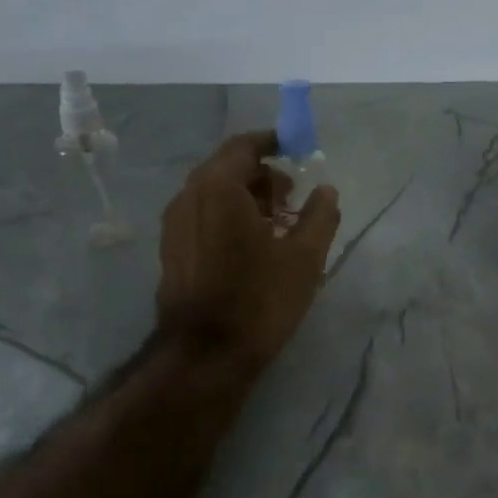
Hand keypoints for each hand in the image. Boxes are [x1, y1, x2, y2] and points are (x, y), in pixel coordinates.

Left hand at [155, 132, 340, 376]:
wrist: (205, 355)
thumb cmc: (259, 299)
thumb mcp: (305, 258)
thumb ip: (320, 216)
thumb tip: (326, 191)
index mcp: (219, 188)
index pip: (243, 146)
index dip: (272, 142)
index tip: (296, 149)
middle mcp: (189, 196)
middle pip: (227, 167)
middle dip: (262, 174)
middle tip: (292, 196)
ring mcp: (175, 224)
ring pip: (213, 192)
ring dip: (245, 196)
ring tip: (276, 224)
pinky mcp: (171, 249)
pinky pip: (202, 214)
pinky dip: (228, 214)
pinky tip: (250, 245)